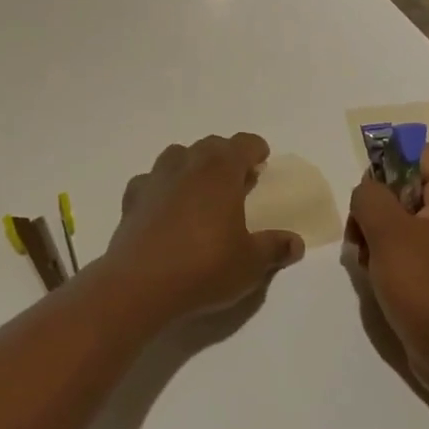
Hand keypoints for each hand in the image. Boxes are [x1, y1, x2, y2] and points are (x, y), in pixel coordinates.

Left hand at [100, 133, 304, 323]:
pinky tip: (166, 208)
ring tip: (201, 191)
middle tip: (237, 180)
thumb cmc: (204, 266)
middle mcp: (188, 163)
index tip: (262, 161)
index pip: (243, 144)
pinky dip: (163, 187)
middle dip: (226, 156)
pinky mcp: (132, 197)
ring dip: (193, 165)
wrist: (139, 284)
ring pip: (178, 156)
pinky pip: (151, 180)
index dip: (255, 149)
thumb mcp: (250, 264)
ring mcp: (156, 177)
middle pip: (211, 145)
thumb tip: (296, 243)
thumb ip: (274, 248)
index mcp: (221, 170)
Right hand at [347, 145, 428, 401]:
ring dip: (374, 231)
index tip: (365, 184)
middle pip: (405, 185)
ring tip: (362, 256)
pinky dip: (384, 254)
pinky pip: (404, 248)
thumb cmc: (425, 285)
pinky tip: (372, 275)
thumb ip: (370, 196)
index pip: (421, 152)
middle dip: (374, 202)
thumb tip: (367, 190)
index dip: (390, 157)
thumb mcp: (388, 231)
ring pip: (399, 219)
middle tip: (357, 227)